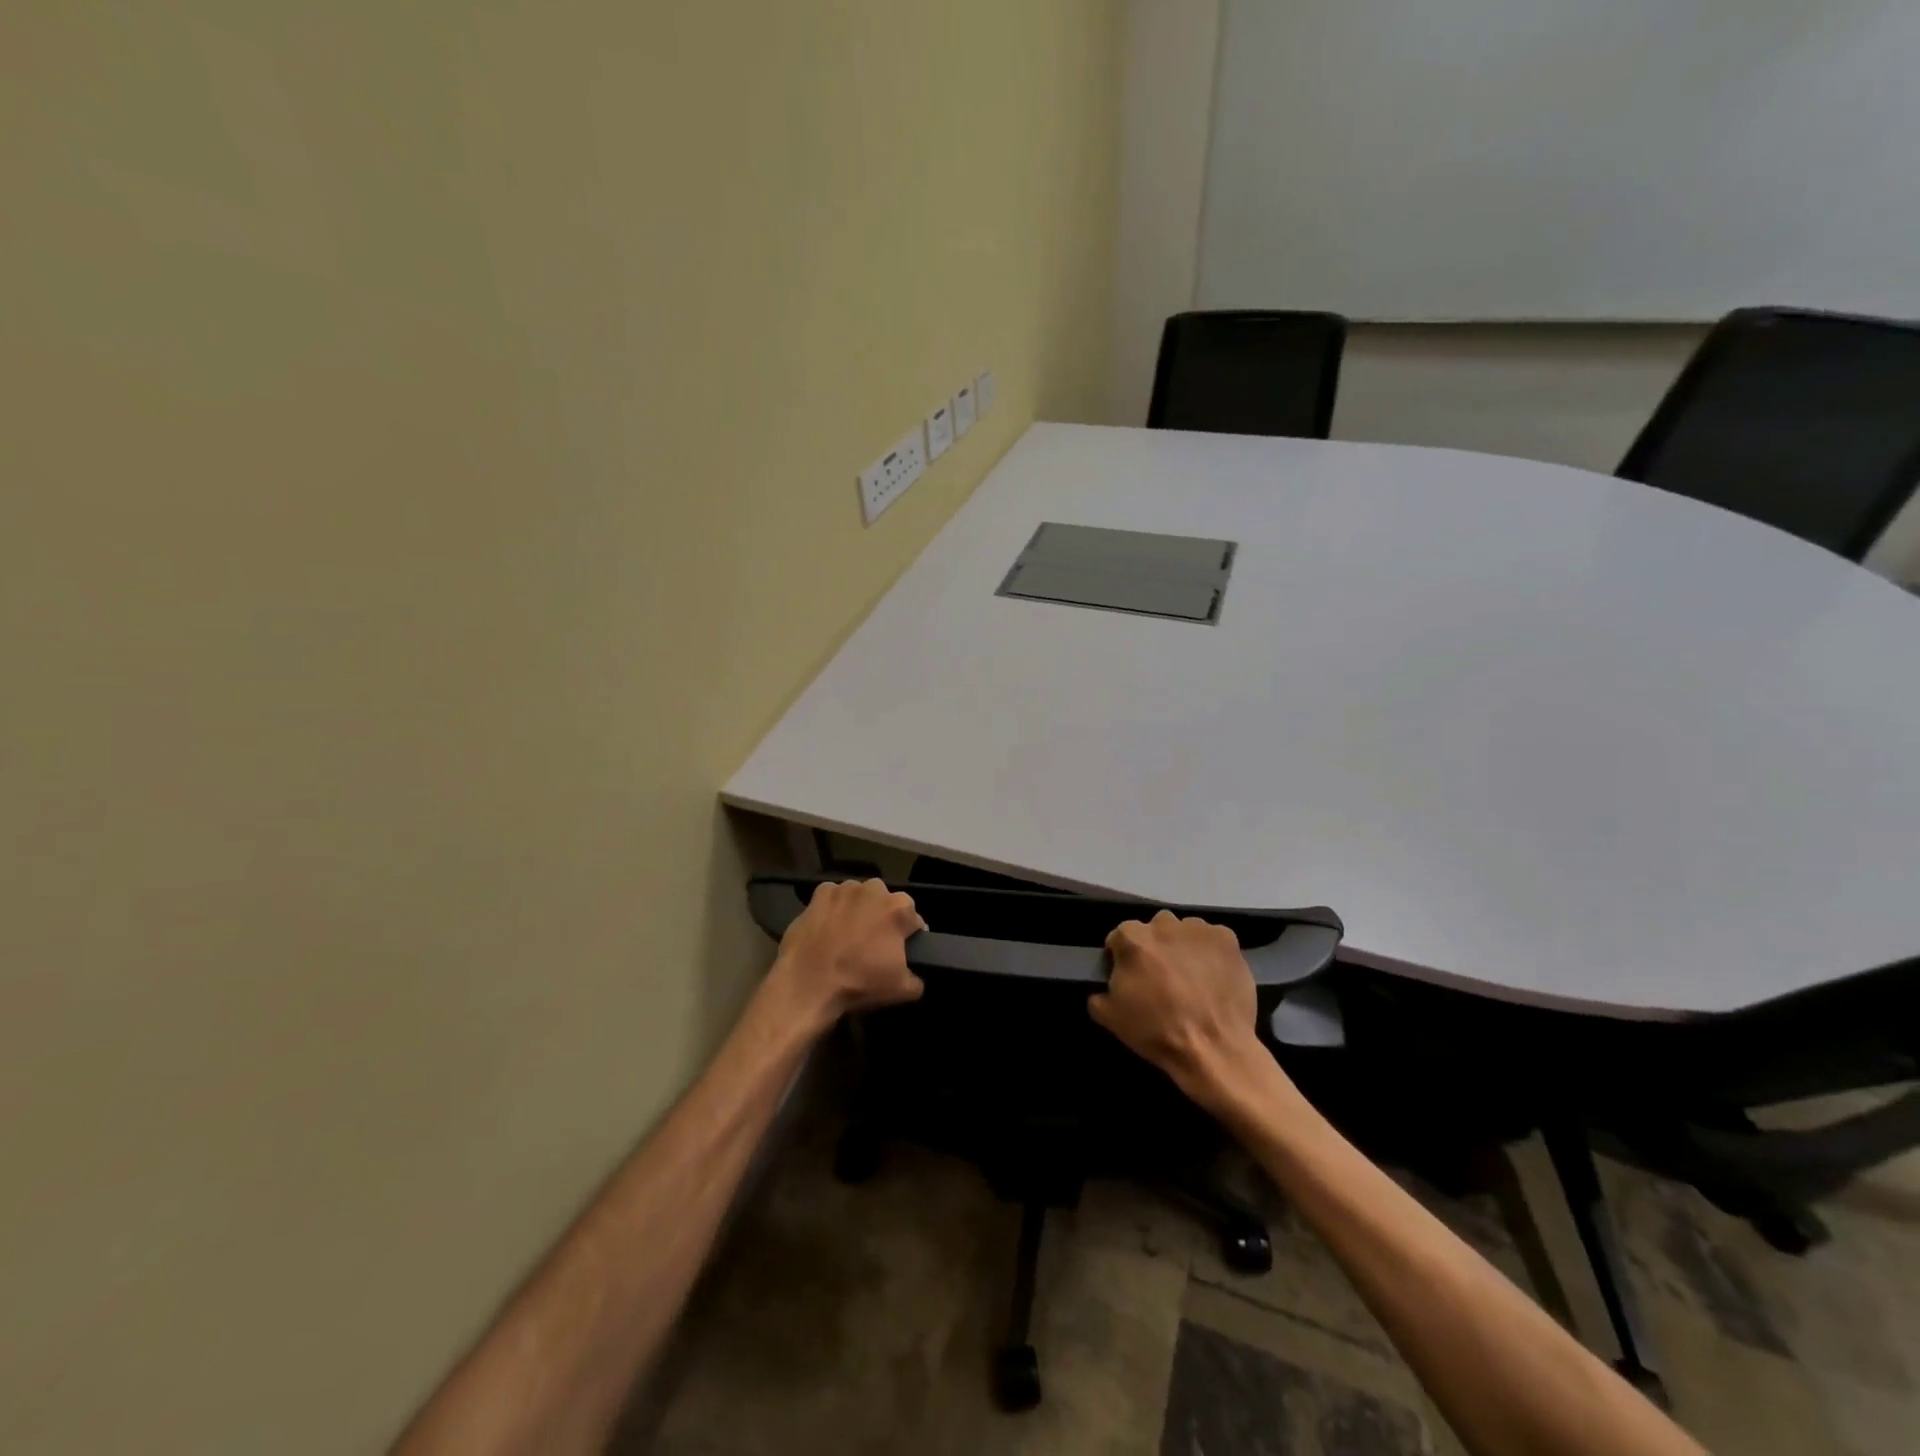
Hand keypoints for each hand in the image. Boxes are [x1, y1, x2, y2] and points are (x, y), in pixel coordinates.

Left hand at [771, 878, 926, 1026]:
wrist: (808, 984)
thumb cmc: (859, 983)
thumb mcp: (901, 990)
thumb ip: (917, 980)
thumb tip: (914, 977)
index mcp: (899, 908)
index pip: (914, 919)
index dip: (909, 936)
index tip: (901, 952)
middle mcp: (874, 889)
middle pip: (886, 902)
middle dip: (883, 918)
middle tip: (873, 944)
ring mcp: (844, 889)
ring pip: (859, 897)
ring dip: (858, 910)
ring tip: (847, 936)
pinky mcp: (819, 894)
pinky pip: (832, 898)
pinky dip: (833, 909)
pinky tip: (827, 928)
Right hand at [1089, 910, 1265, 1106]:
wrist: (1213, 1048)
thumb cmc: (1157, 1031)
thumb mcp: (1111, 1018)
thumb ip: (1098, 994)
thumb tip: (1103, 989)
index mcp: (1132, 939)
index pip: (1119, 937)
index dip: (1122, 958)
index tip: (1130, 978)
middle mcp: (1163, 924)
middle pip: (1153, 930)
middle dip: (1155, 948)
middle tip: (1162, 977)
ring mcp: (1198, 929)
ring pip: (1184, 931)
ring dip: (1183, 947)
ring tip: (1192, 977)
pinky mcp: (1227, 939)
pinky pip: (1213, 939)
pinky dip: (1211, 952)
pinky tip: (1213, 976)